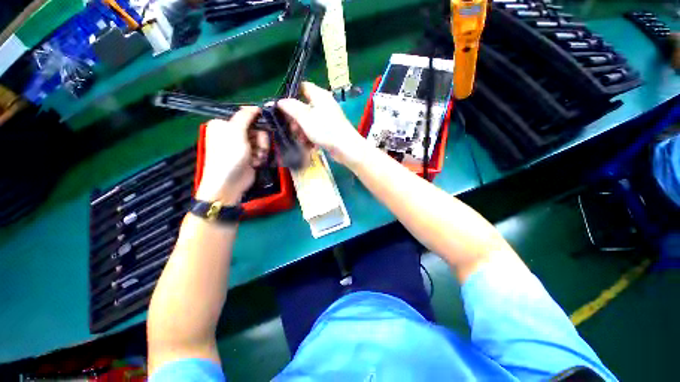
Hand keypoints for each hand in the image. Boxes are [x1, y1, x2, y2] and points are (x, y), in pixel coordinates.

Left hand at [195, 107, 268, 203]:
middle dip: (260, 139)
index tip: (263, 125)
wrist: (229, 183)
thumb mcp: (235, 133)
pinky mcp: (251, 155)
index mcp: (224, 124)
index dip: (255, 120)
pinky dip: (260, 157)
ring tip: (256, 158)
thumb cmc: (229, 156)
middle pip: (256, 128)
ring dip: (262, 149)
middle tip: (257, 147)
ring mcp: (243, 145)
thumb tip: (255, 106)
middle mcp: (233, 133)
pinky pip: (262, 150)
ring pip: (262, 140)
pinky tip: (255, 162)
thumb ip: (245, 117)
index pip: (245, 115)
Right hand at [277, 82, 367, 167]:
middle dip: (295, 118)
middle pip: (304, 106)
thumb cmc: (325, 130)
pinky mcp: (330, 130)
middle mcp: (324, 105)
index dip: (291, 94)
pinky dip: (311, 136)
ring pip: (309, 120)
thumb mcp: (305, 117)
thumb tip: (280, 101)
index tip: (282, 106)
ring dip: (302, 130)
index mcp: (319, 96)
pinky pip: (316, 130)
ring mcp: (328, 118)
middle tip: (291, 128)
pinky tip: (308, 145)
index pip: (303, 87)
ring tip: (300, 139)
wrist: (346, 148)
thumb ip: (291, 108)